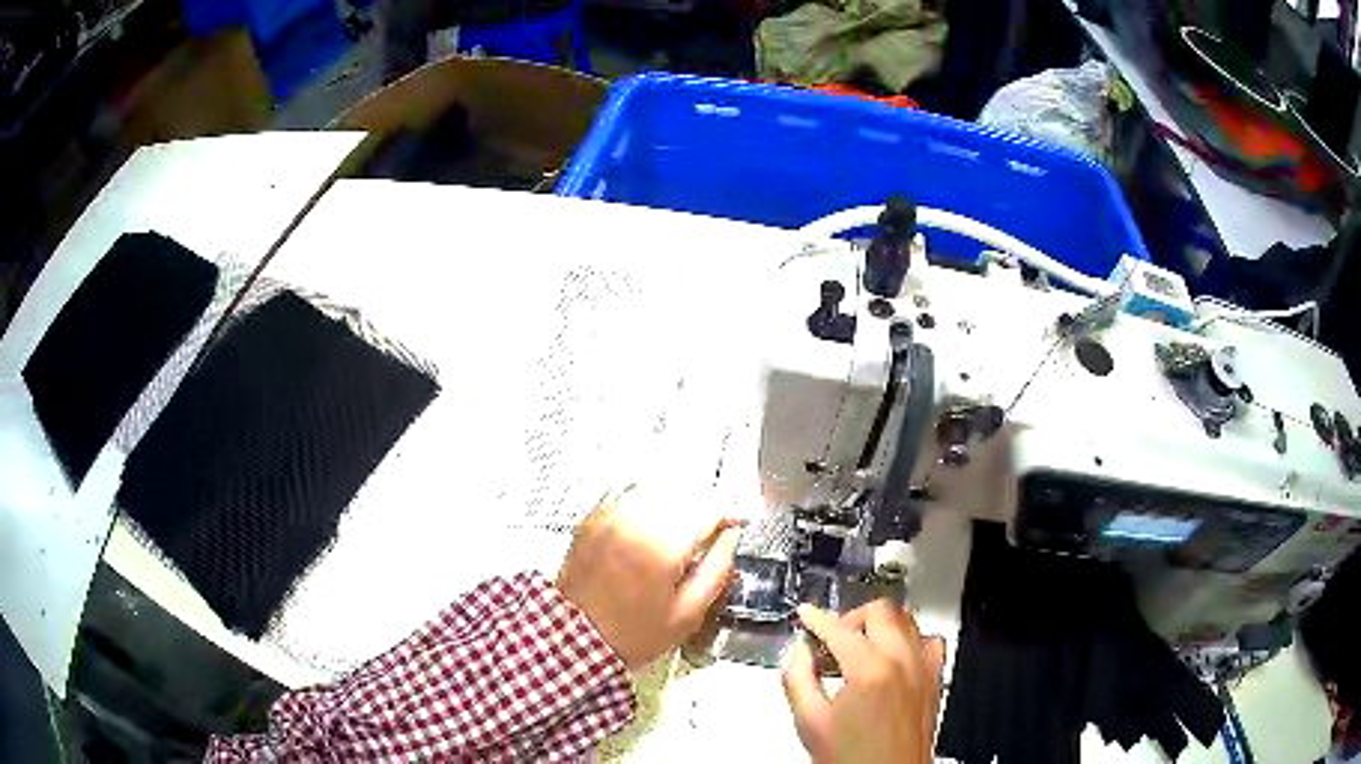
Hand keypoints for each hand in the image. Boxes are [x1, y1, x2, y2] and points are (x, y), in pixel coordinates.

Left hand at [556, 485, 742, 668]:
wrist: (576, 637)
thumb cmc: (634, 633)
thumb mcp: (688, 613)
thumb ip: (717, 570)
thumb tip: (731, 536)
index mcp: (662, 547)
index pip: (708, 508)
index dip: (726, 515)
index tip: (732, 526)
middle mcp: (634, 522)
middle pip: (683, 493)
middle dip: (702, 508)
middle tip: (707, 534)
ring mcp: (610, 517)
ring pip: (656, 490)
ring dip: (675, 503)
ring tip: (678, 533)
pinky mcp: (592, 519)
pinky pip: (629, 497)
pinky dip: (646, 505)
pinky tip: (649, 530)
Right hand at [782, 600, 944, 763]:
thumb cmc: (854, 760)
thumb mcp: (809, 722)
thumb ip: (797, 680)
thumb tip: (797, 654)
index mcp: (869, 669)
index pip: (839, 629)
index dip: (817, 619)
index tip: (807, 615)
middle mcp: (903, 662)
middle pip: (880, 611)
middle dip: (852, 618)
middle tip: (833, 636)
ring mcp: (923, 669)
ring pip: (907, 621)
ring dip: (881, 625)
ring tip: (859, 646)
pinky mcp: (934, 681)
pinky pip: (929, 643)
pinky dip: (910, 640)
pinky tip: (895, 656)